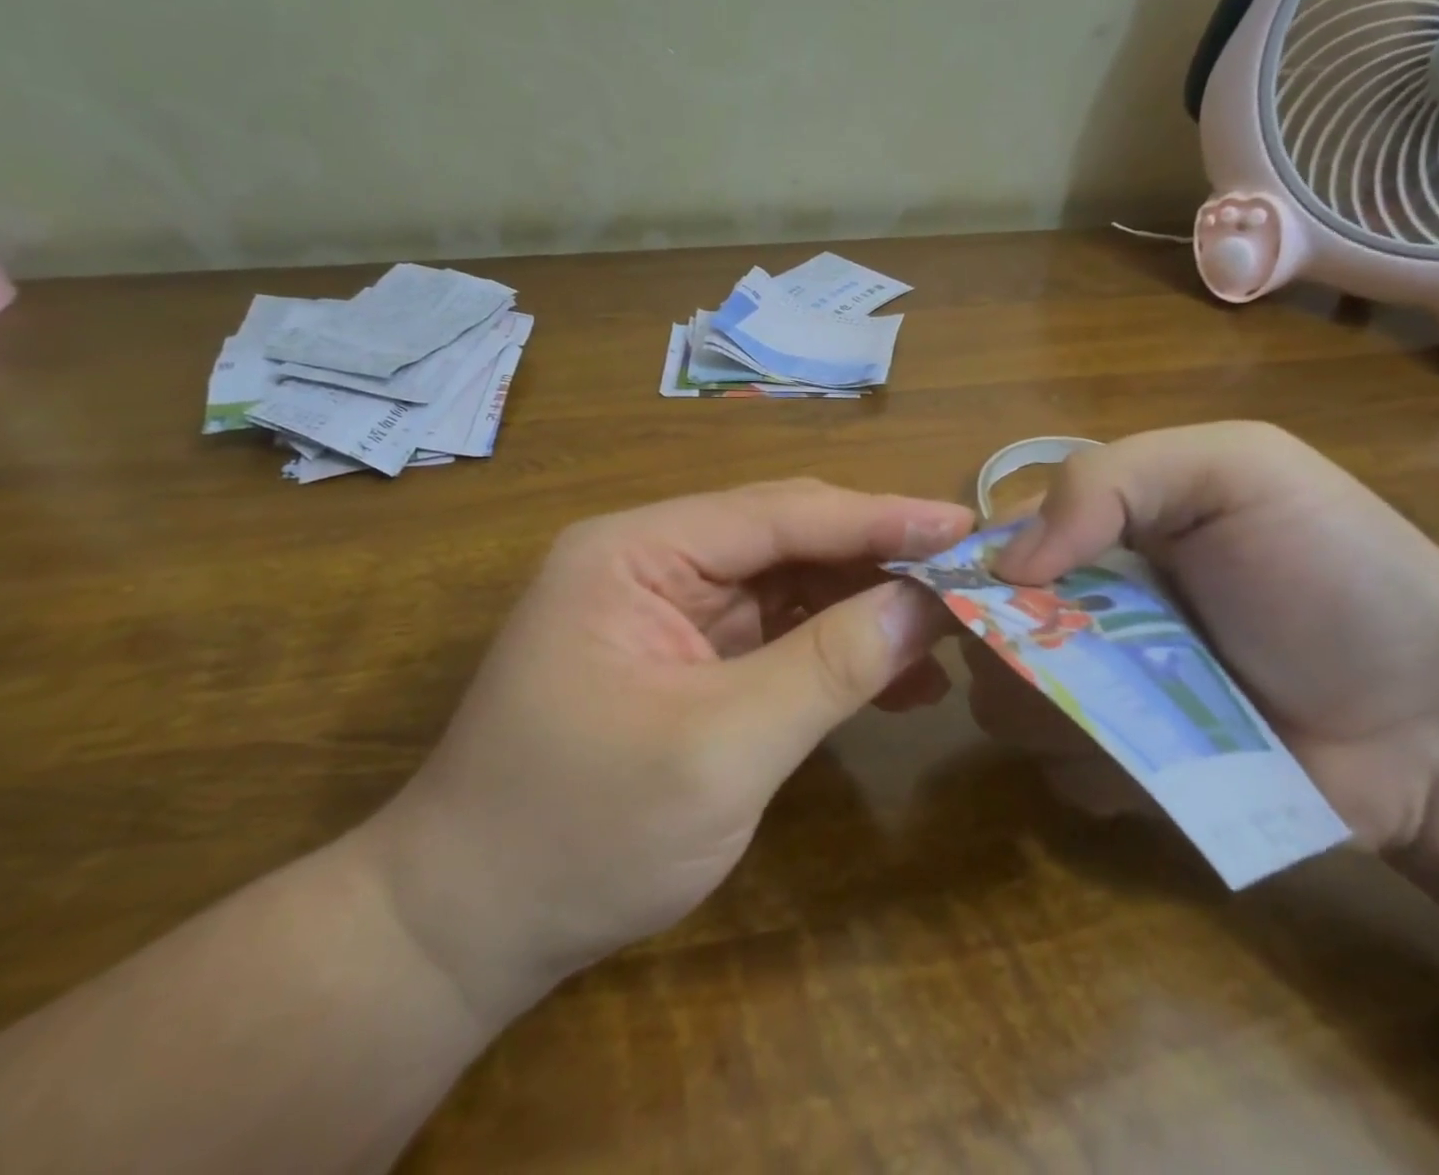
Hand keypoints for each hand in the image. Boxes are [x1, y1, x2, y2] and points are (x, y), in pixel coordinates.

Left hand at [361, 480, 972, 1018]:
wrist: (469, 927)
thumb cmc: (580, 832)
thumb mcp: (719, 749)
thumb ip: (830, 666)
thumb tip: (927, 604)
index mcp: (637, 551)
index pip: (780, 512)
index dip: (879, 517)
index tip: (966, 527)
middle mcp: (652, 561)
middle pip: (787, 540)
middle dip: (878, 561)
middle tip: (970, 580)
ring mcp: (669, 611)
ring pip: (790, 587)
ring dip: (864, 610)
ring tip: (947, 638)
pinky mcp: (686, 659)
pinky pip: (776, 636)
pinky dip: (834, 652)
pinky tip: (897, 681)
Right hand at [971, 422, 1438, 850]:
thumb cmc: (1334, 574)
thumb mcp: (1236, 470)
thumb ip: (1109, 479)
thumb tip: (1008, 564)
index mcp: (1093, 531)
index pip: (987, 544)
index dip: (975, 567)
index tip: (1001, 594)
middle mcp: (1075, 607)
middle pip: (978, 628)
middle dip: (1005, 646)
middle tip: (1075, 657)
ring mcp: (1093, 692)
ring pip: (1003, 703)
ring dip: (1051, 711)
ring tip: (1136, 710)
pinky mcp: (1116, 768)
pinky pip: (1056, 770)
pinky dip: (1095, 767)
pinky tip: (1161, 759)